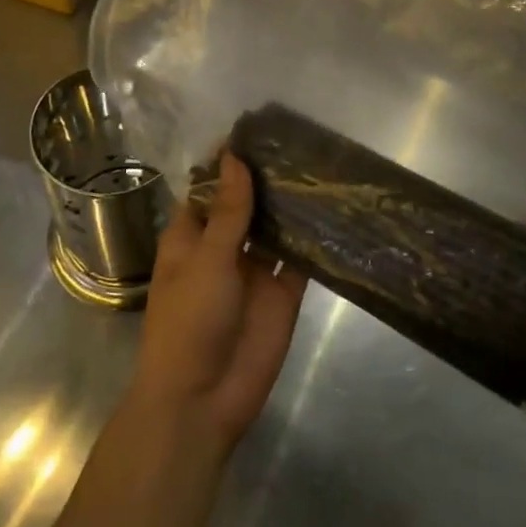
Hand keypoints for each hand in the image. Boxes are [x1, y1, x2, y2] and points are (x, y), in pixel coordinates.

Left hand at [128, 154, 308, 452]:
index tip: (258, 127)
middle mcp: (224, 247)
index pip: (211, 187)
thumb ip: (228, 211)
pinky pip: (300, 259)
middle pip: (247, 204)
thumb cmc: (189, 321)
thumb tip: (235, 157)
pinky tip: (336, 210)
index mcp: (192, 236)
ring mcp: (255, 270)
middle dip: (267, 177)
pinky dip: (314, 239)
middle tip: (301, 138)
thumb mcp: (206, 260)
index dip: (230, 162)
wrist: (204, 399)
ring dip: (292, 203)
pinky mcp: (284, 292)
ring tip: (322, 163)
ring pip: (275, 227)